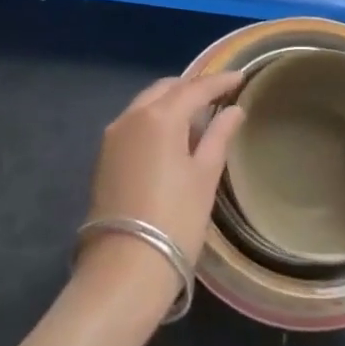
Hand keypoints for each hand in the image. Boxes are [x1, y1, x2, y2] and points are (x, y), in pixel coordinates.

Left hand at [83, 71, 243, 267]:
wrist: (124, 268)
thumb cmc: (175, 219)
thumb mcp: (204, 176)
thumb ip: (219, 136)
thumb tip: (234, 110)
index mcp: (159, 116)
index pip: (195, 88)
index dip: (219, 81)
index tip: (240, 76)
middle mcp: (131, 116)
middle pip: (165, 89)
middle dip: (191, 88)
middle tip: (217, 95)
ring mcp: (113, 136)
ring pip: (146, 104)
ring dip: (171, 103)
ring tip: (197, 116)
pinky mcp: (104, 157)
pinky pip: (134, 123)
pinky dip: (154, 120)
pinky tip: (171, 137)